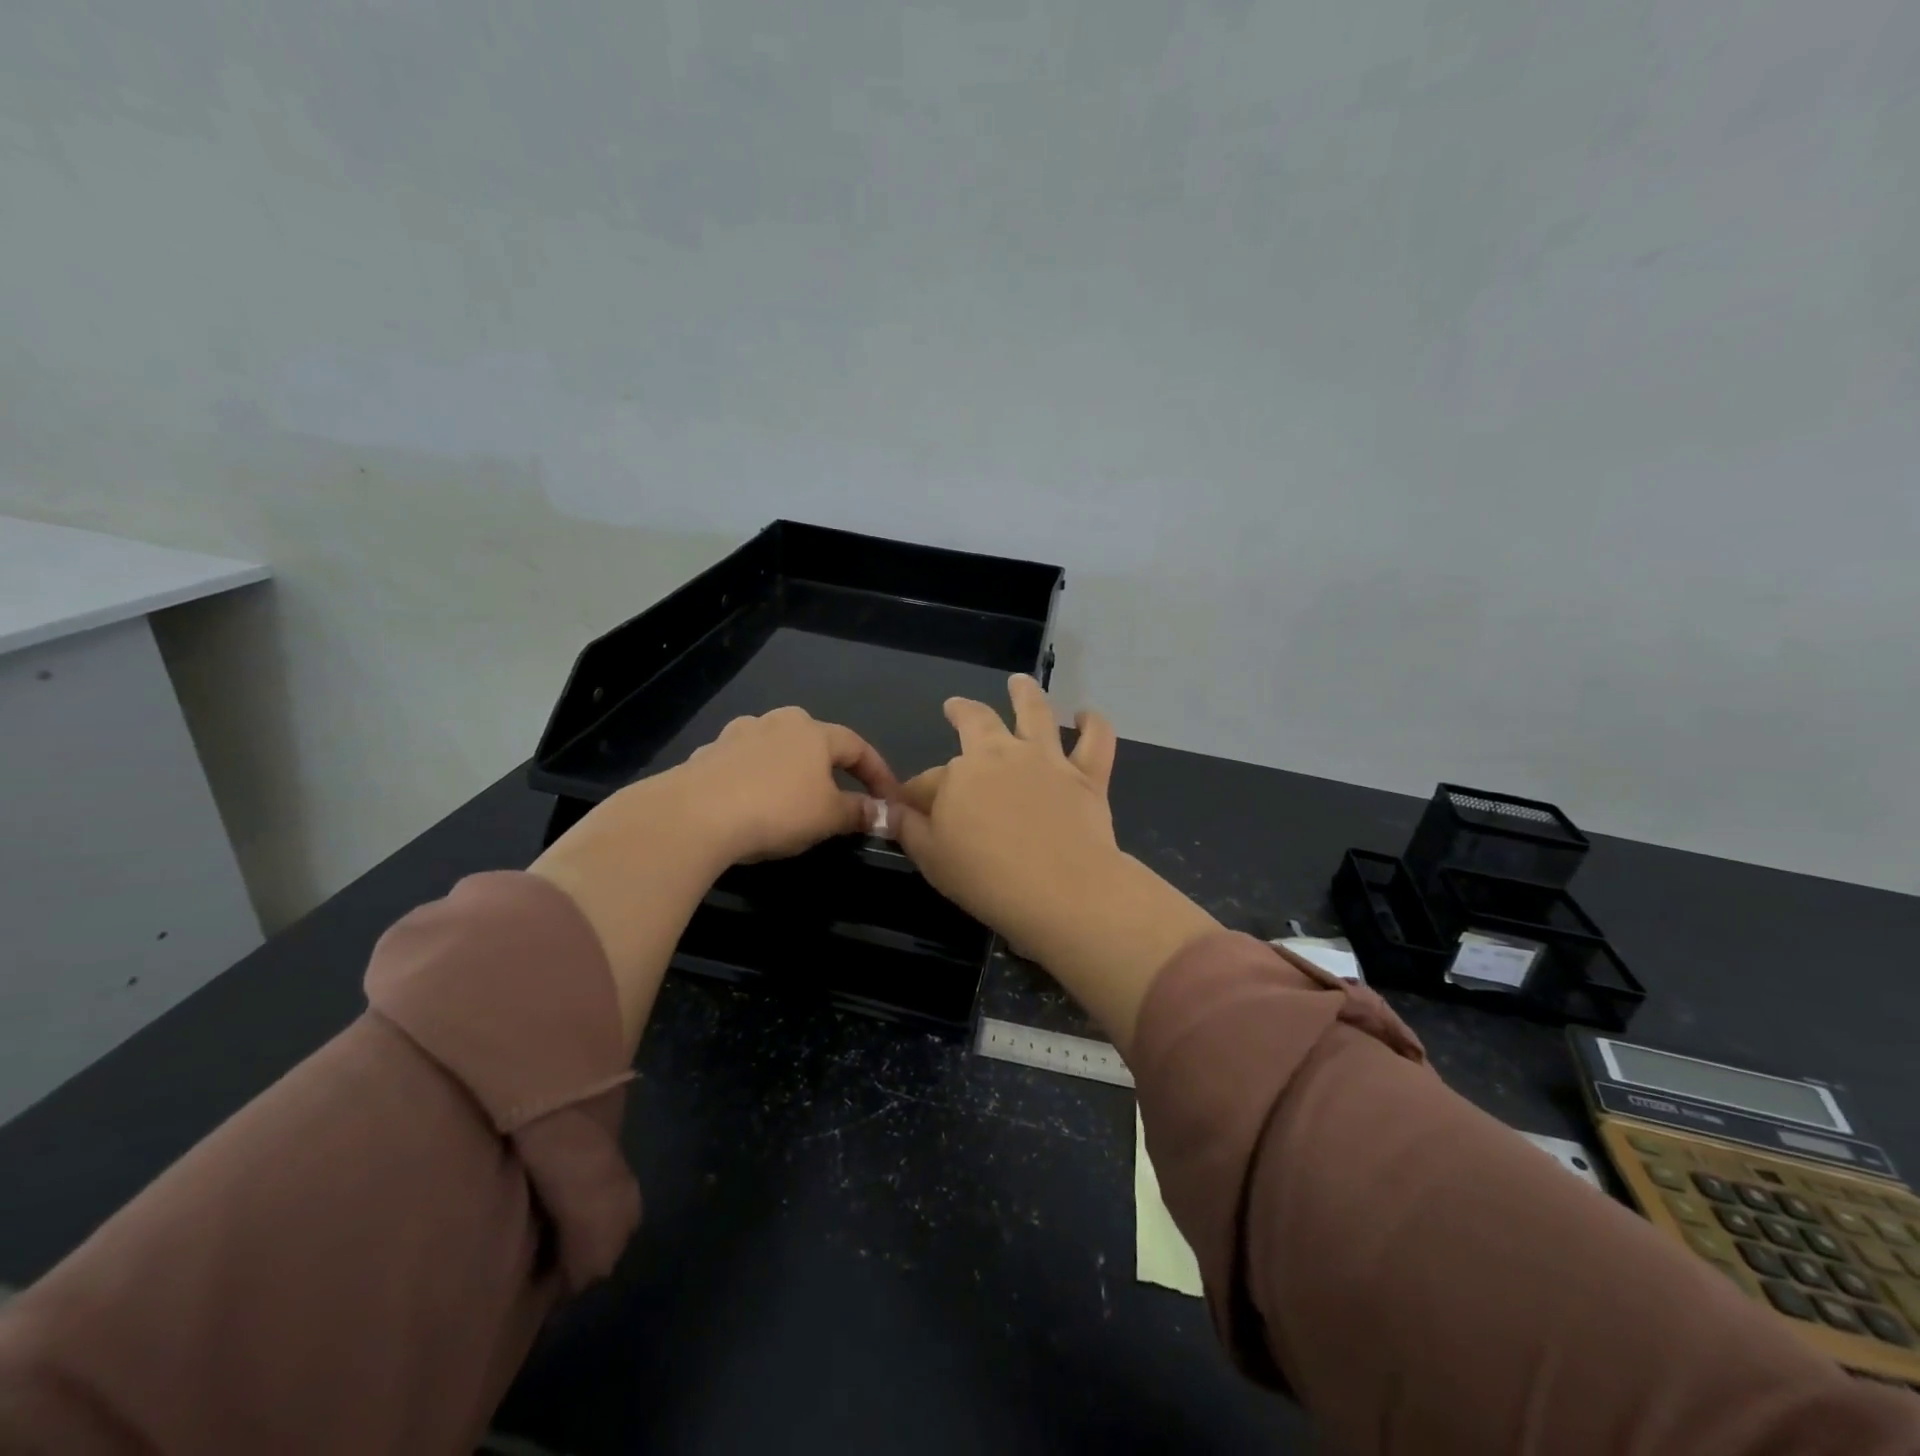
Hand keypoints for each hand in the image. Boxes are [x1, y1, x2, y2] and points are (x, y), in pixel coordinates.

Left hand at [680, 706, 900, 863]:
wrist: (695, 815)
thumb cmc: (777, 810)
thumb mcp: (828, 817)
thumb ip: (859, 812)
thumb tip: (883, 812)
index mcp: (814, 732)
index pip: (857, 746)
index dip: (877, 772)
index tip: (889, 798)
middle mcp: (778, 723)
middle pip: (814, 739)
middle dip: (830, 765)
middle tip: (838, 791)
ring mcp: (738, 734)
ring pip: (774, 748)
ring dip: (788, 769)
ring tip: (791, 796)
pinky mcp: (707, 754)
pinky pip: (741, 764)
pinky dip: (753, 779)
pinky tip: (748, 803)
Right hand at [892, 677, 1219, 1051]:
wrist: (1062, 890)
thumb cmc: (987, 879)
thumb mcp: (931, 859)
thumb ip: (910, 830)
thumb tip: (890, 810)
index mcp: (959, 775)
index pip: (929, 781)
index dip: (917, 794)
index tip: (910, 808)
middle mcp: (1001, 755)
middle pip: (977, 722)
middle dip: (962, 712)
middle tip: (955, 707)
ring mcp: (1047, 760)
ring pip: (1035, 713)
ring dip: (1025, 693)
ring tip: (1020, 681)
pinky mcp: (1087, 775)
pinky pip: (1095, 740)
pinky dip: (1093, 724)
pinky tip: (1086, 715)